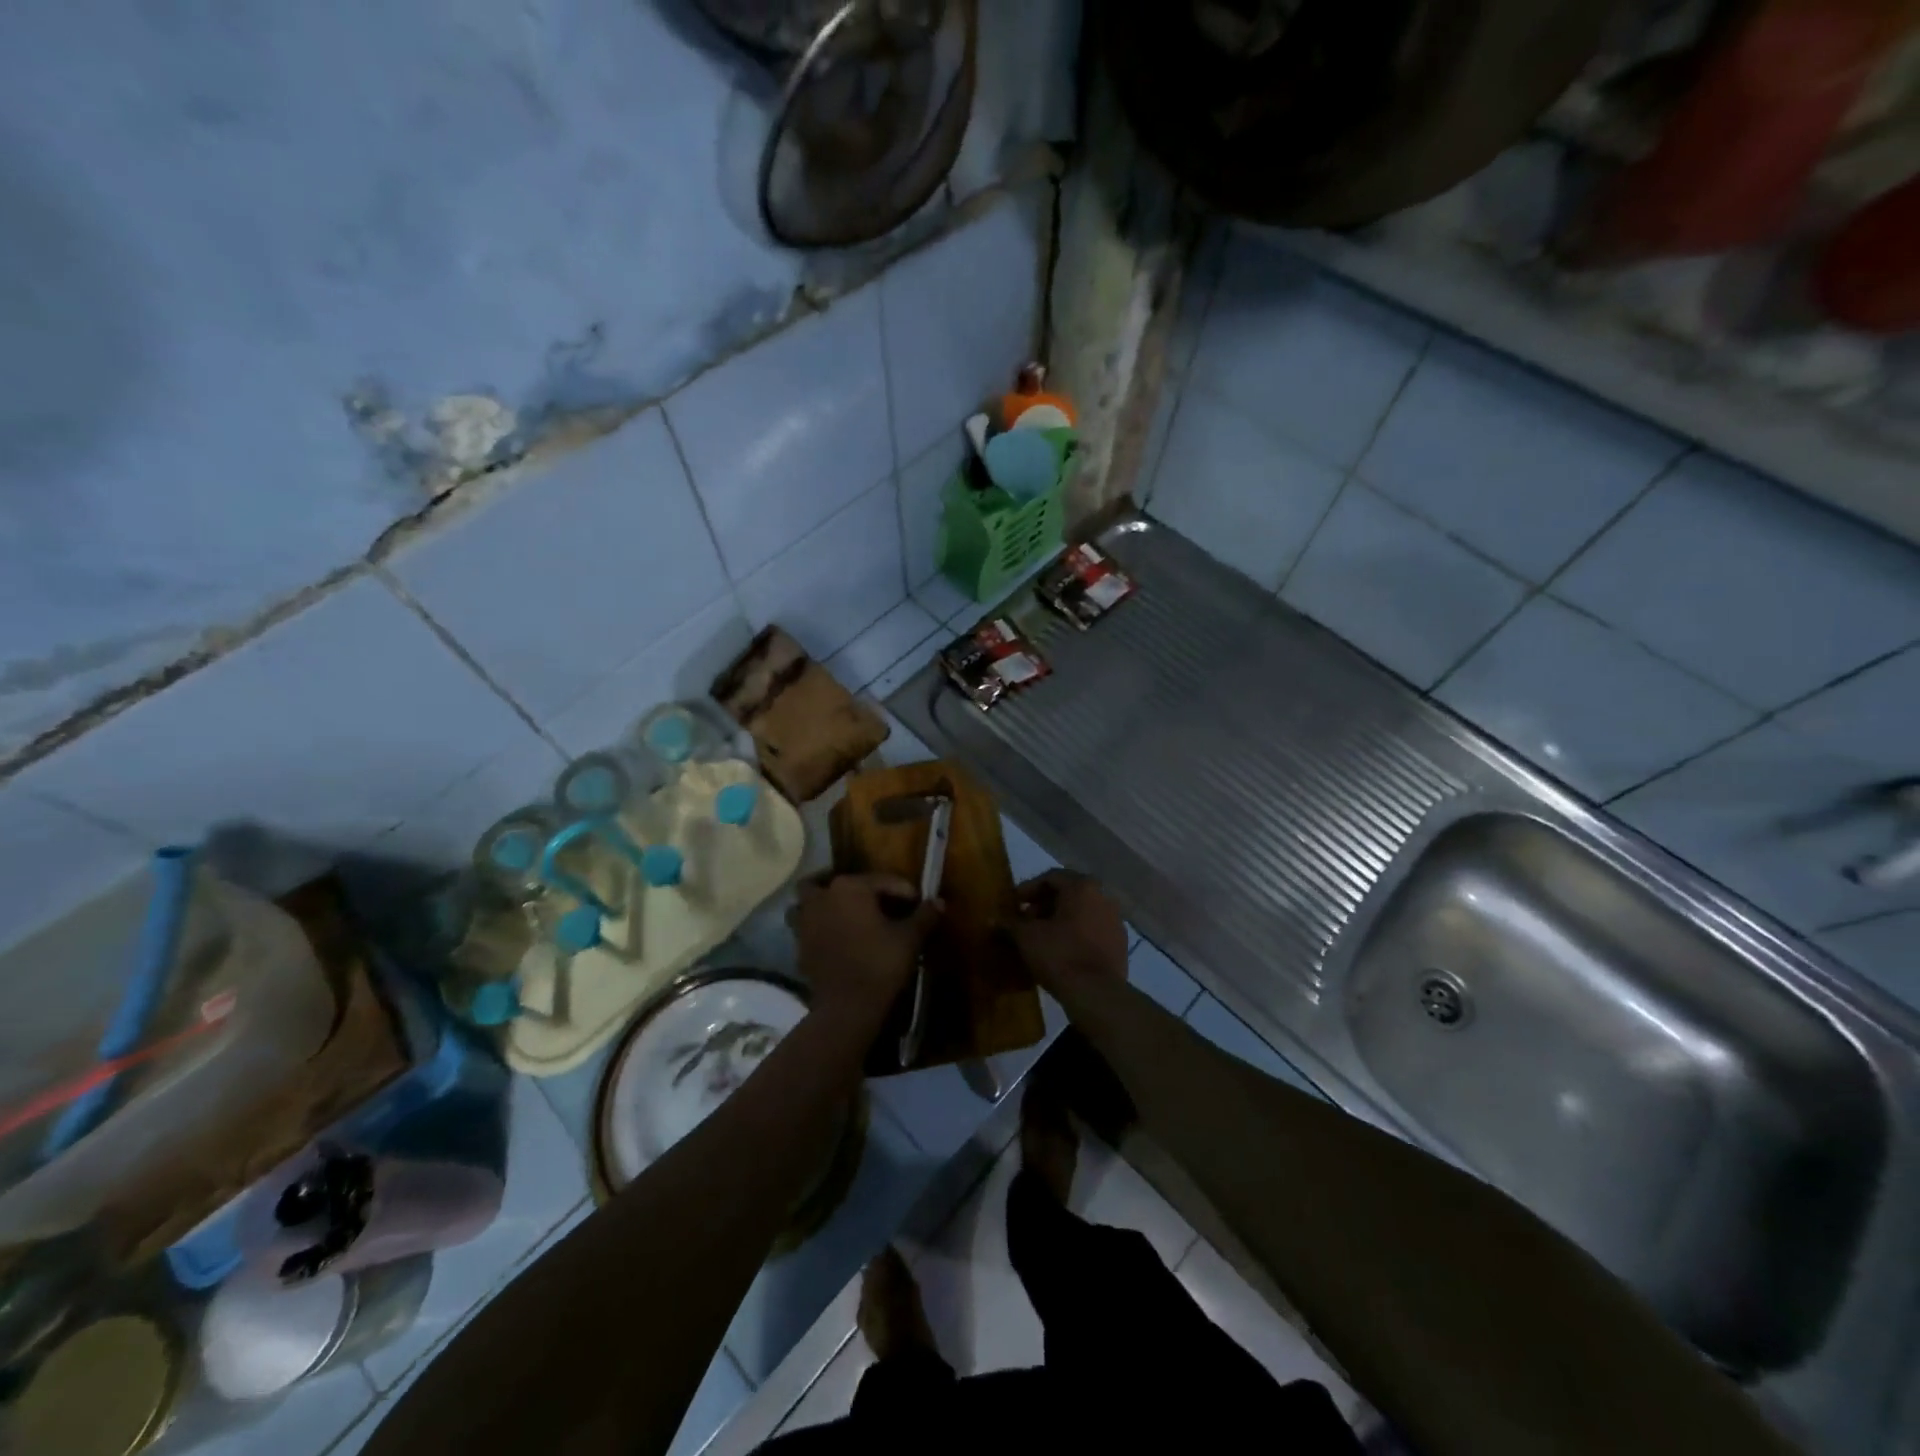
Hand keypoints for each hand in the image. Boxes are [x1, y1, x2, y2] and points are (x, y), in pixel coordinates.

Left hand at [792, 872, 940, 1021]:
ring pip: (810, 902)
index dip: (904, 891)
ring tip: (846, 916)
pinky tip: (838, 940)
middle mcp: (823, 897)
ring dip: (825, 904)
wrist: (847, 1006)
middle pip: (835, 882)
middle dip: (854, 889)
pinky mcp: (800, 947)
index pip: (882, 880)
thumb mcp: (910, 938)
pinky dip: (820, 929)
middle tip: (875, 903)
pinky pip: (808, 928)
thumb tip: (938, 901)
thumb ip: (924, 916)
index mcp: (850, 888)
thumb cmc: (880, 963)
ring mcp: (806, 922)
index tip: (918, 903)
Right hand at [1009, 870, 1127, 994]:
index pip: (1051, 877)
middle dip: (1044, 905)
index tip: (1014, 904)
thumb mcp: (1027, 937)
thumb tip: (993, 920)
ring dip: (1060, 920)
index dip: (1028, 889)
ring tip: (1041, 937)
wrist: (1096, 994)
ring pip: (1082, 912)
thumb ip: (1010, 923)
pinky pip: (1093, 930)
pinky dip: (1076, 935)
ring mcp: (1115, 921)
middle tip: (1026, 921)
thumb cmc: (1059, 955)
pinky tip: (1062, 951)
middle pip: (1069, 893)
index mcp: (1082, 887)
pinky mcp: (1120, 944)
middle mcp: (1103, 897)